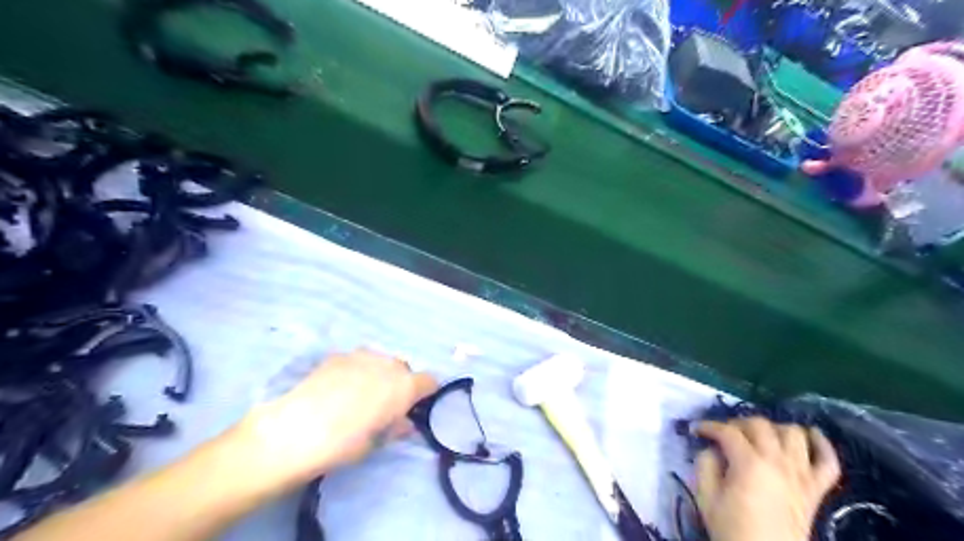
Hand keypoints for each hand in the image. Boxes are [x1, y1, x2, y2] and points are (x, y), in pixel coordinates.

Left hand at [236, 351, 439, 490]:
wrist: (296, 429)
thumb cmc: (344, 443)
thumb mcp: (377, 442)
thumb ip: (396, 427)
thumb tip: (405, 423)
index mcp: (405, 386)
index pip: (429, 381)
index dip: (424, 393)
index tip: (414, 407)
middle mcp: (389, 364)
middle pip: (404, 368)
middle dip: (399, 382)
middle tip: (383, 404)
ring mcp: (362, 355)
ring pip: (380, 361)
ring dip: (377, 374)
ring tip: (358, 394)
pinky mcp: (338, 355)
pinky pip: (356, 360)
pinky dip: (355, 371)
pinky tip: (337, 389)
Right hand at [698, 421, 841, 540]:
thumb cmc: (733, 530)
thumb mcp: (707, 498)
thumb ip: (705, 466)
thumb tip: (712, 450)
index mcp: (749, 464)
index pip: (727, 431)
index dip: (708, 426)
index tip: (695, 429)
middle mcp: (778, 462)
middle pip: (760, 425)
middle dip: (738, 423)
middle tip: (725, 434)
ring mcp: (801, 475)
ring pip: (794, 434)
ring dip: (774, 428)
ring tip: (760, 436)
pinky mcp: (816, 490)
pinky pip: (829, 462)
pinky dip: (822, 444)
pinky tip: (811, 434)